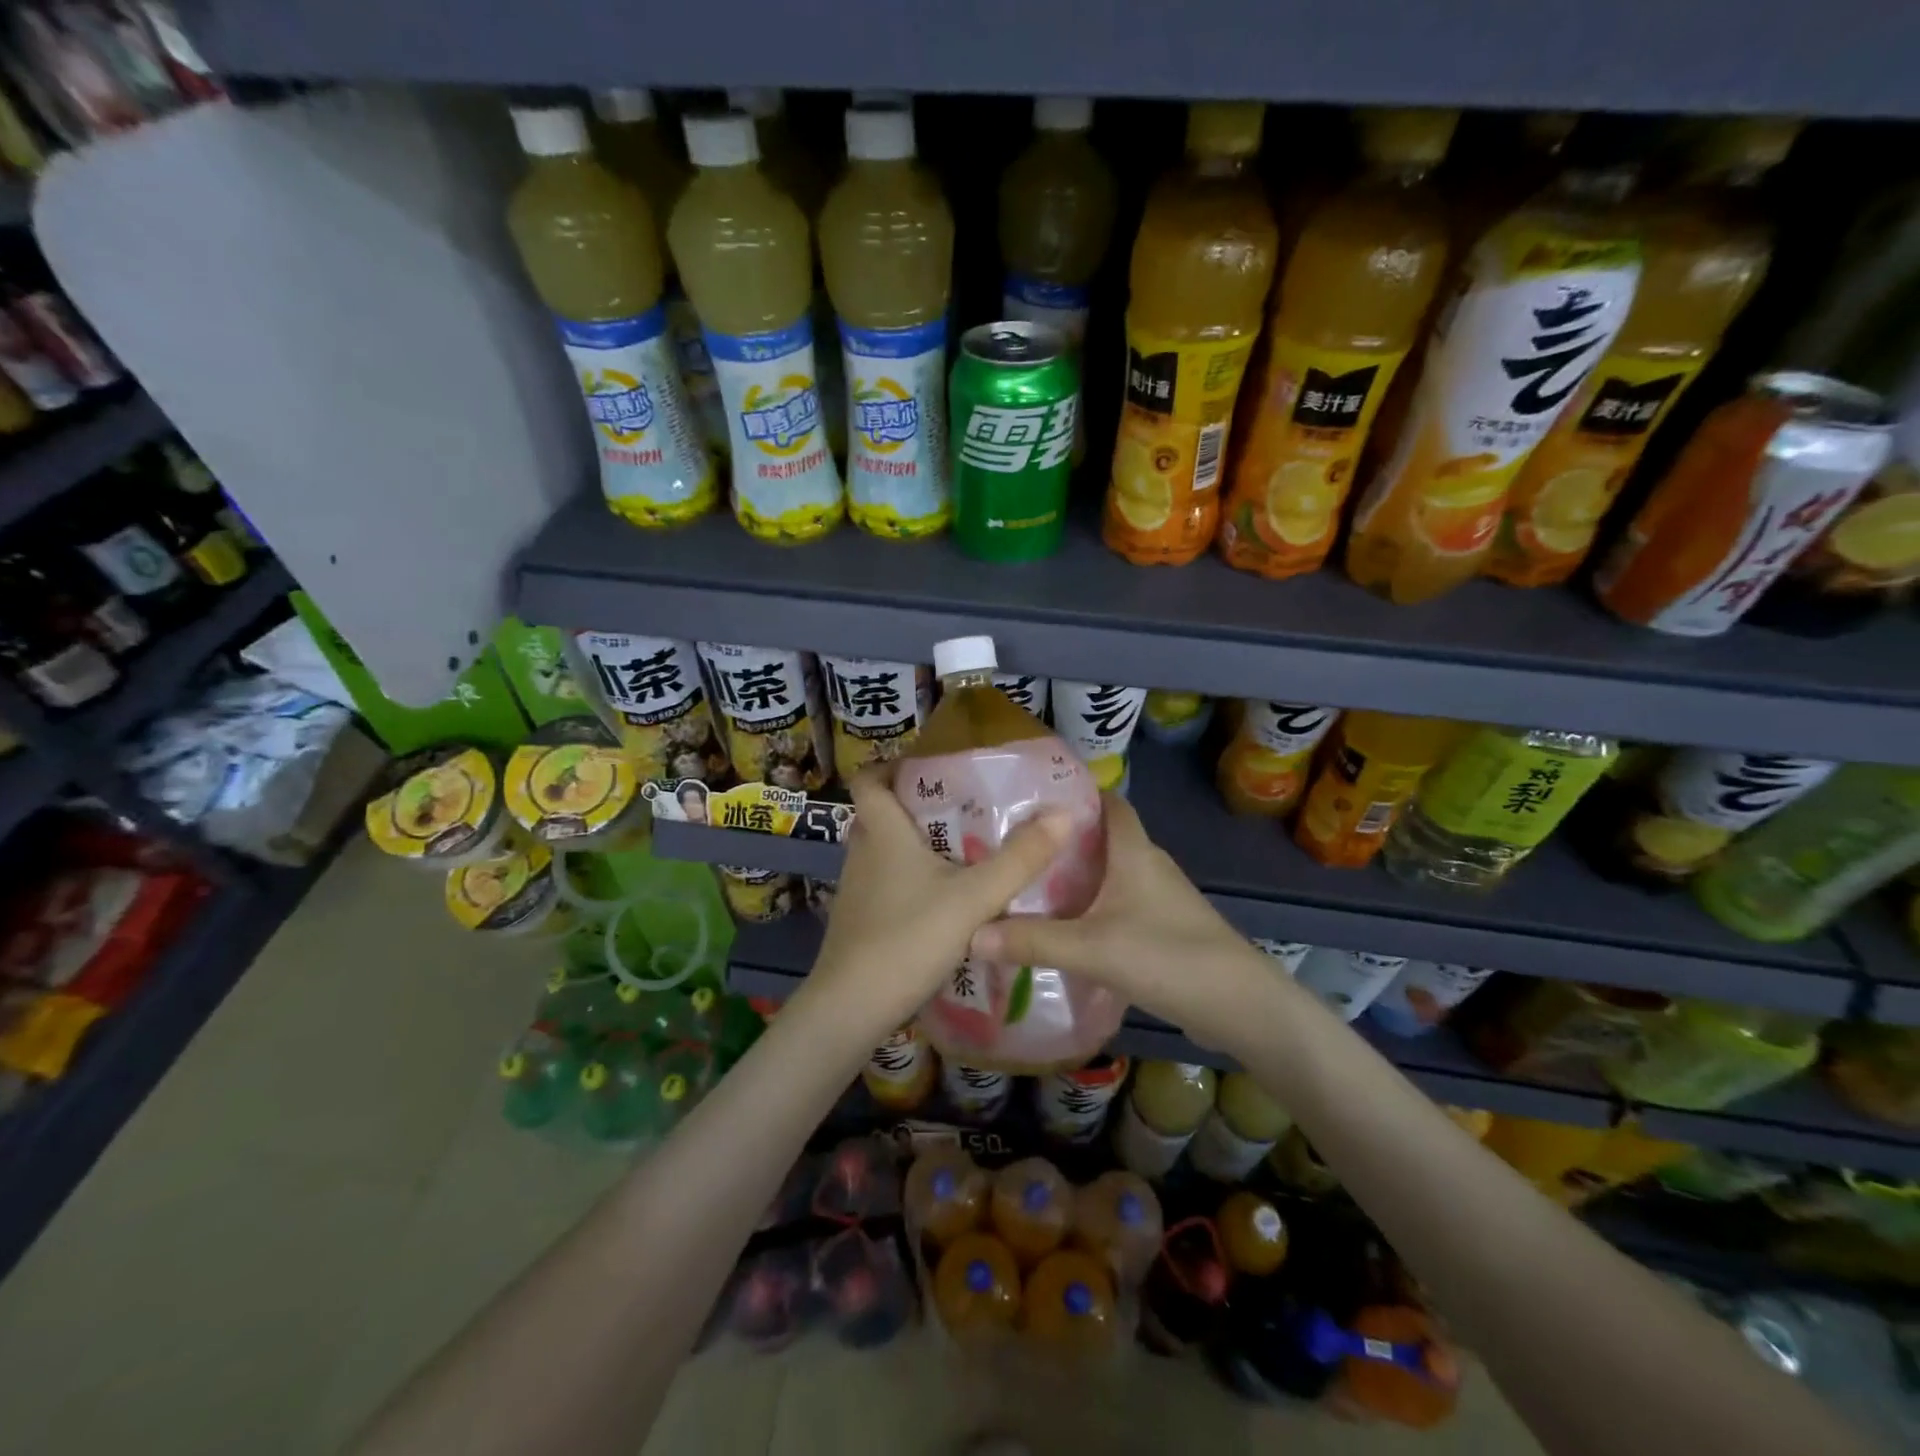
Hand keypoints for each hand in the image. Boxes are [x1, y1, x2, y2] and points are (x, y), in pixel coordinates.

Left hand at [805, 765, 1071, 1043]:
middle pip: (881, 813)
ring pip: (884, 849)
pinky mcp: (860, 918)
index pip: (868, 779)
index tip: (929, 766)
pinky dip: (910, 877)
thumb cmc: (908, 938)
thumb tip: (1064, 814)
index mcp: (882, 832)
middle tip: (962, 805)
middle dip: (915, 804)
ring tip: (962, 848)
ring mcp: (856, 888)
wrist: (851, 1008)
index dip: (891, 765)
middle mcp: (862, 852)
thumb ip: (1020, 859)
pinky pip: (886, 881)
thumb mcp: (974, 898)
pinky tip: (944, 897)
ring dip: (915, 843)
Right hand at [967, 792, 1269, 1051]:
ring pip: (1111, 875)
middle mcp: (1149, 865)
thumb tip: (970, 934)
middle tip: (1016, 850)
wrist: (1240, 1006)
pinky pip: (1120, 905)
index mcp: (1134, 852)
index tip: (1032, 801)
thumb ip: (1031, 941)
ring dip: (1078, 878)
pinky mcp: (1166, 929)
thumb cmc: (1167, 957)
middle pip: (1104, 840)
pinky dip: (1093, 908)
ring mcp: (1161, 899)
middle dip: (1063, 842)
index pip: (1109, 803)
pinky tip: (1067, 930)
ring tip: (1030, 887)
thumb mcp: (1091, 948)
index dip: (1076, 795)